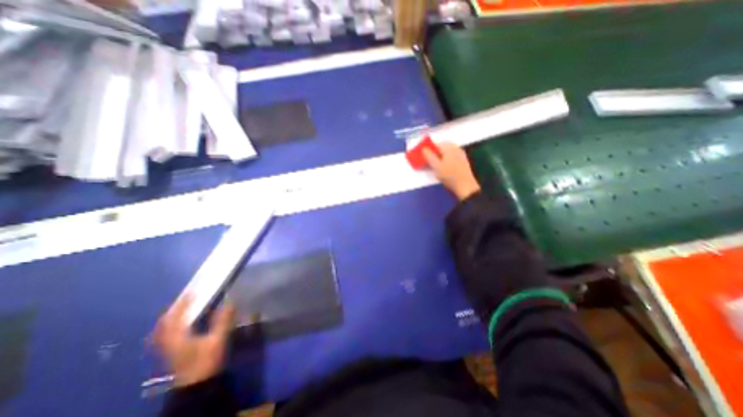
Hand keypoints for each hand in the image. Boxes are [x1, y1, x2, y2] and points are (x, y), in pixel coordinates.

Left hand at [150, 296, 230, 386]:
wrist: (197, 387)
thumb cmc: (205, 361)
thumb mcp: (217, 339)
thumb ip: (223, 320)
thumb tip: (231, 300)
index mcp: (176, 336)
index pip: (175, 316)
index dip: (183, 302)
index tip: (192, 291)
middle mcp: (168, 341)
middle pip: (164, 324)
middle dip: (173, 310)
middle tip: (186, 299)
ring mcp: (168, 349)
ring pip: (164, 331)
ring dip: (172, 318)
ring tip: (183, 310)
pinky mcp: (173, 354)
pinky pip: (168, 336)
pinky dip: (173, 328)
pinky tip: (184, 326)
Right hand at [423, 142, 482, 199]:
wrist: (465, 186)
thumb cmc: (449, 176)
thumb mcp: (436, 166)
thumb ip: (429, 156)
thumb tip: (423, 149)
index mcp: (448, 147)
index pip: (436, 144)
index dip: (428, 149)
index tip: (423, 156)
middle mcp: (455, 148)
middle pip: (442, 147)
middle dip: (435, 152)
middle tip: (428, 160)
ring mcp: (461, 154)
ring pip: (447, 152)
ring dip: (440, 156)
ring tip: (435, 165)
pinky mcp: (463, 160)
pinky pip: (452, 156)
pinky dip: (446, 159)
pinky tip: (444, 167)